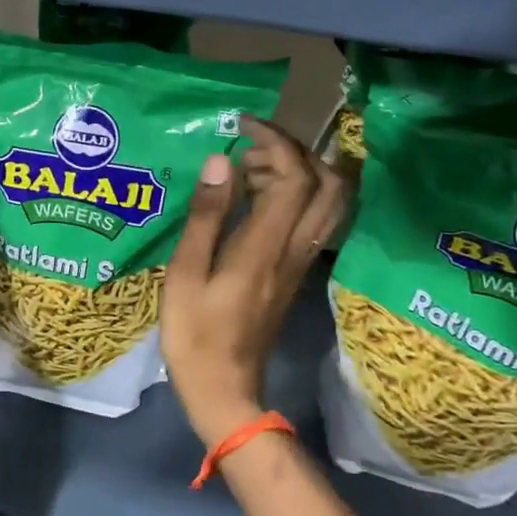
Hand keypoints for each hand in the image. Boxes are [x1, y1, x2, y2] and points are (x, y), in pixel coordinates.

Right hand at [162, 118, 347, 447]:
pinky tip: (257, 200)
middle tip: (253, 146)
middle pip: (329, 185)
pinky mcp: (294, 275)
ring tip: (252, 169)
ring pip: (329, 204)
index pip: (295, 176)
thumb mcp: (186, 272)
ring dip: (302, 173)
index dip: (277, 141)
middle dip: (298, 151)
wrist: (225, 389)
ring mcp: (299, 264)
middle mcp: (294, 249)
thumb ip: (206, 215)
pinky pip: (313, 222)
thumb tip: (223, 161)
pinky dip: (296, 196)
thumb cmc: (195, 333)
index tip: (244, 126)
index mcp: (266, 246)